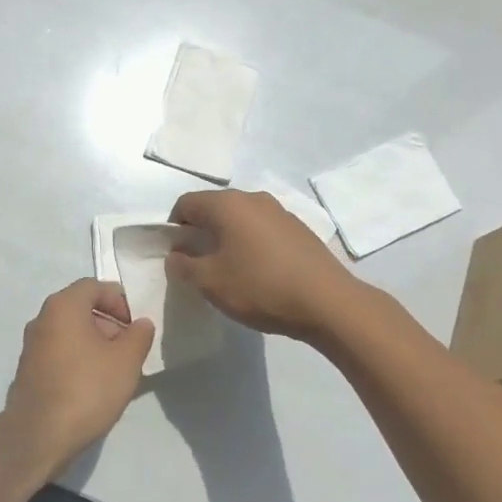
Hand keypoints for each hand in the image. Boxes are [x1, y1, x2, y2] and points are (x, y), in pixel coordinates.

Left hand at [3, 279, 154, 471]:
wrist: (39, 435)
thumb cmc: (86, 388)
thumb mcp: (126, 361)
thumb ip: (139, 335)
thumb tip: (141, 323)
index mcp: (63, 306)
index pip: (94, 286)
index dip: (120, 300)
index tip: (136, 325)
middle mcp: (42, 318)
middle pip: (81, 308)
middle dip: (109, 324)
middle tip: (130, 349)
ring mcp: (32, 346)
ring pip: (70, 332)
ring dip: (95, 343)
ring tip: (116, 370)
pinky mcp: (29, 370)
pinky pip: (60, 353)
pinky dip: (79, 359)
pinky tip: (94, 385)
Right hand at [167, 190, 359, 340]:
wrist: (328, 302)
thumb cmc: (260, 287)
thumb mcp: (210, 282)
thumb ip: (184, 266)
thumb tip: (176, 255)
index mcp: (227, 204)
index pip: (186, 204)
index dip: (173, 228)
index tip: (176, 255)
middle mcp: (253, 199)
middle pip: (214, 208)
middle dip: (200, 232)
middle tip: (198, 265)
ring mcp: (280, 212)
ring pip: (240, 219)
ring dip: (227, 238)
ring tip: (229, 270)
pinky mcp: (299, 229)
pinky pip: (262, 230)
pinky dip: (251, 244)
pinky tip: (258, 272)